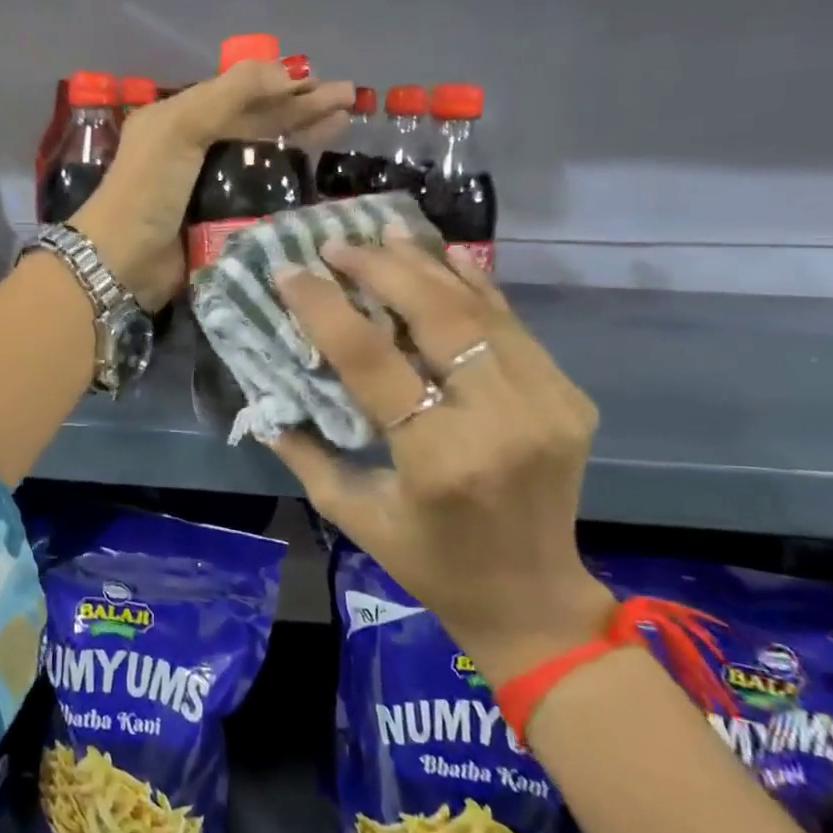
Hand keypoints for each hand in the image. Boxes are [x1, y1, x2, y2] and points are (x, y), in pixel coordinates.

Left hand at [70, 62, 353, 310]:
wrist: (124, 262)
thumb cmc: (148, 189)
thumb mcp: (180, 128)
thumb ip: (229, 95)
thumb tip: (285, 70)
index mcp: (182, 118)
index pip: (242, 94)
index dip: (283, 85)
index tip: (324, 83)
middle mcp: (198, 146)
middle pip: (259, 120)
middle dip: (303, 107)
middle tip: (350, 99)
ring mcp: (213, 184)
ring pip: (266, 153)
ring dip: (303, 137)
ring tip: (344, 124)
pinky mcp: (224, 219)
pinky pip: (264, 192)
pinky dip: (291, 178)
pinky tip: (319, 171)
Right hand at [270, 233, 613, 684]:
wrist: (534, 599)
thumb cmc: (431, 565)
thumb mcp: (354, 515)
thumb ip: (306, 453)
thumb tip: (264, 401)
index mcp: (439, 459)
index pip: (372, 360)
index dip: (325, 308)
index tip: (291, 271)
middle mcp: (500, 420)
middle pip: (436, 317)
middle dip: (380, 269)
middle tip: (337, 243)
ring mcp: (546, 403)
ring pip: (479, 310)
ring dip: (426, 266)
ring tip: (384, 232)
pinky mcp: (568, 396)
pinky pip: (513, 325)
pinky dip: (475, 286)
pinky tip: (444, 256)